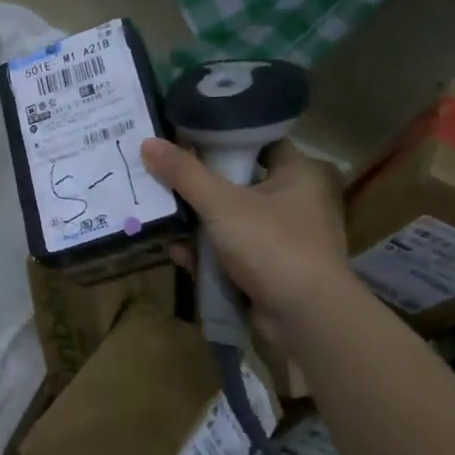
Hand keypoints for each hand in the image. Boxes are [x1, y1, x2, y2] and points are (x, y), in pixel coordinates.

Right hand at [140, 137, 349, 324]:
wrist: (306, 319)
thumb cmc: (271, 245)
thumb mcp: (221, 204)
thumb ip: (184, 173)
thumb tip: (147, 142)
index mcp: (299, 174)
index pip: (257, 141)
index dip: (220, 137)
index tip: (182, 136)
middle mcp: (296, 201)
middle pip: (238, 181)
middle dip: (199, 184)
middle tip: (162, 174)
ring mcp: (284, 238)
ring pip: (231, 219)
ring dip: (198, 222)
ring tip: (160, 213)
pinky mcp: (271, 269)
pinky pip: (232, 252)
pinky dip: (207, 253)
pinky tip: (177, 252)